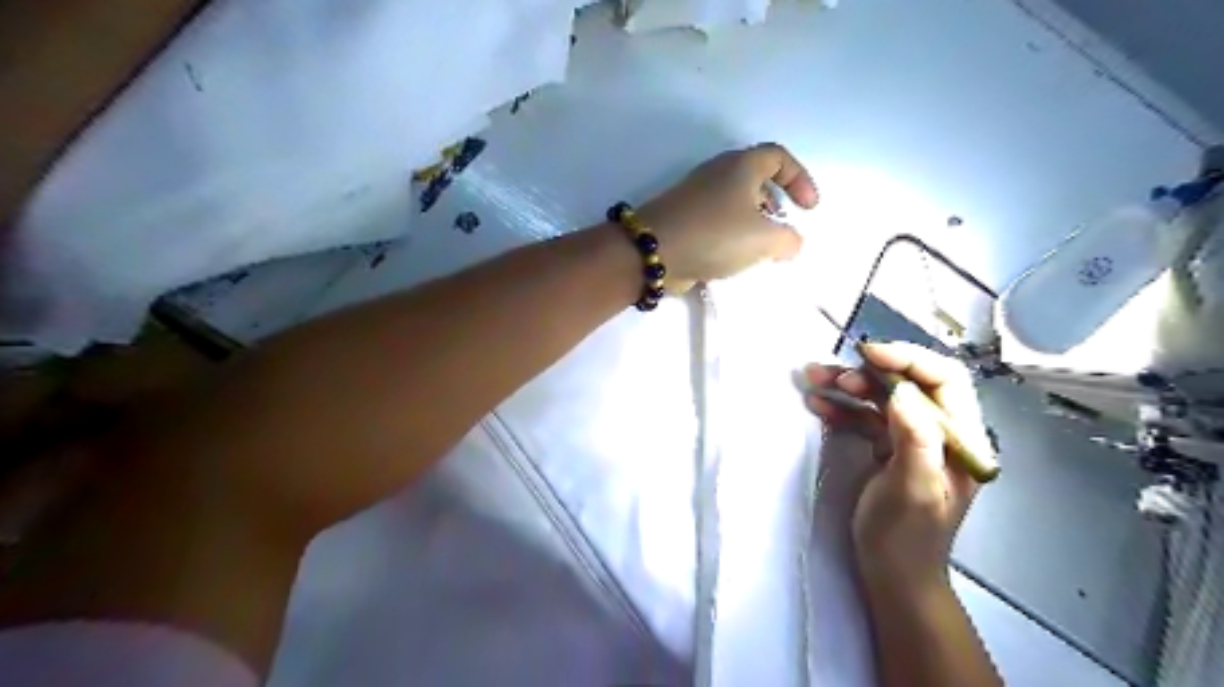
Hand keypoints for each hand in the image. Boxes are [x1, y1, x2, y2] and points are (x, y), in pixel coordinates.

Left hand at [637, 141, 815, 291]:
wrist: (653, 251)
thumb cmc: (715, 235)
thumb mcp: (765, 239)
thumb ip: (789, 240)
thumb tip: (790, 244)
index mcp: (740, 165)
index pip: (779, 156)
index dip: (800, 178)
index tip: (808, 209)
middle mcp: (717, 173)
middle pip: (755, 178)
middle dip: (775, 202)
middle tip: (782, 227)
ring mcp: (696, 195)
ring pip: (734, 201)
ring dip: (753, 222)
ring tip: (760, 249)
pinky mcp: (683, 217)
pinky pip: (716, 220)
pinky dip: (731, 235)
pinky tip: (733, 259)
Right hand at [805, 346, 992, 593]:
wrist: (892, 575)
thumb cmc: (905, 537)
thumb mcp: (912, 490)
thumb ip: (915, 437)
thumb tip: (899, 389)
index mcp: (960, 440)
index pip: (945, 379)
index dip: (908, 359)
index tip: (867, 354)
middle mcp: (941, 432)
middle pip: (908, 382)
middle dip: (868, 372)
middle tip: (830, 376)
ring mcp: (912, 439)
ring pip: (882, 396)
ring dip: (847, 386)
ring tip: (813, 381)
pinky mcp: (889, 448)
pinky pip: (866, 416)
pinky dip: (842, 407)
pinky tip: (818, 405)